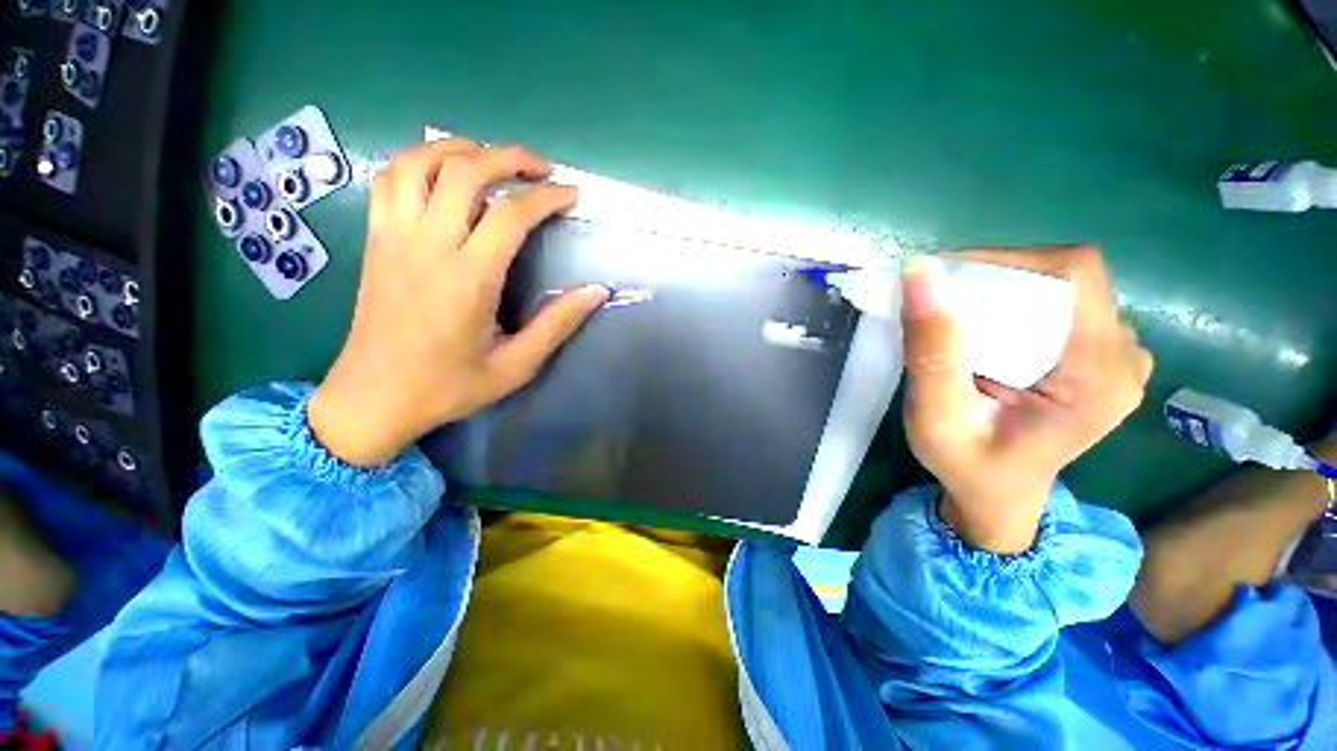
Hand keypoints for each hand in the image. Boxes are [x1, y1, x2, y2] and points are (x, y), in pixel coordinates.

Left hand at [308, 139, 609, 467]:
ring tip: (492, 159)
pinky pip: (390, 180)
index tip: (571, 195)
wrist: (374, 397)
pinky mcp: (375, 240)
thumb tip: (597, 292)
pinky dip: (419, 161)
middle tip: (541, 168)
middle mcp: (428, 245)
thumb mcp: (516, 365)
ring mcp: (394, 237)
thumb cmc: (449, 385)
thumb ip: (557, 324)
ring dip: (460, 149)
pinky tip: (442, 172)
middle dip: (509, 158)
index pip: (510, 214)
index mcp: (468, 278)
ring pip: (419, 163)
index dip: (546, 197)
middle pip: (465, 172)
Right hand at [900, 248, 1153, 554]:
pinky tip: (994, 333)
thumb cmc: (966, 466)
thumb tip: (920, 272)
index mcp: (1099, 376)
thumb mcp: (936, 417)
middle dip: (1001, 276)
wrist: (998, 497)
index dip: (1010, 258)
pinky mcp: (1104, 360)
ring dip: (1009, 290)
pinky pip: (1066, 307)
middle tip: (945, 300)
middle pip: (1069, 280)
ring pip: (1066, 290)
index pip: (1073, 276)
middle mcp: (1125, 359)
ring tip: (962, 318)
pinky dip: (1022, 305)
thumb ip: (932, 351)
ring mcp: (1121, 359)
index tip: (947, 274)